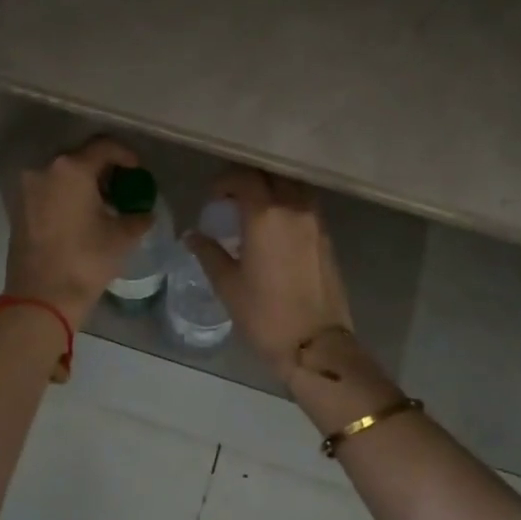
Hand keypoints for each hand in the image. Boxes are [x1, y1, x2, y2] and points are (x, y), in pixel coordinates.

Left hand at [4, 136, 153, 327]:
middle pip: (80, 157)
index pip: (103, 146)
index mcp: (71, 169)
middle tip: (122, 187)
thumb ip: (137, 217)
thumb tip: (145, 213)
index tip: (138, 170)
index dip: (125, 155)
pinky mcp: (19, 208)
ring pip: (62, 174)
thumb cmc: (86, 260)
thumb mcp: (121, 237)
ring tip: (104, 203)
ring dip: (84, 182)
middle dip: (104, 168)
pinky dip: (67, 195)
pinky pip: (49, 190)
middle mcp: (45, 170)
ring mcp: (28, 188)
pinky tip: (82, 215)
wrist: (41, 297)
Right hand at [186, 167, 353, 377]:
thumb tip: (192, 236)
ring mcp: (315, 221)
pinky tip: (274, 228)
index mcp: (266, 215)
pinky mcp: (327, 236)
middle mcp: (294, 208)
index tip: (213, 198)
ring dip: (271, 189)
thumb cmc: (265, 315)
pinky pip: (305, 205)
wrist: (315, 344)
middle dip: (249, 179)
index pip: (244, 177)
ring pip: (292, 186)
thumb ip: (208, 252)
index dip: (225, 181)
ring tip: (254, 211)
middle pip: (271, 175)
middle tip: (231, 199)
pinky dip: (288, 204)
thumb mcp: (227, 284)